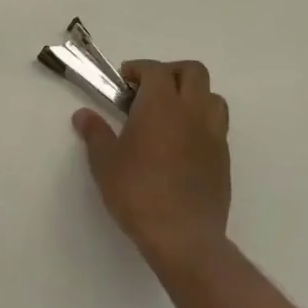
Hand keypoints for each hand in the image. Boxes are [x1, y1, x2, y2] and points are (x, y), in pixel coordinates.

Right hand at [74, 60, 231, 275]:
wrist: (183, 238)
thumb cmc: (138, 192)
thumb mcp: (105, 161)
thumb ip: (95, 132)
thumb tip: (83, 115)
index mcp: (162, 104)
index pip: (156, 69)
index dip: (139, 69)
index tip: (123, 82)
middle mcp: (192, 111)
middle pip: (193, 72)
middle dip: (171, 72)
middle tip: (149, 90)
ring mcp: (213, 136)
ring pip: (213, 98)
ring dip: (193, 96)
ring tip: (171, 114)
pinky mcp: (224, 161)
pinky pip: (218, 127)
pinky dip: (201, 124)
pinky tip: (182, 144)